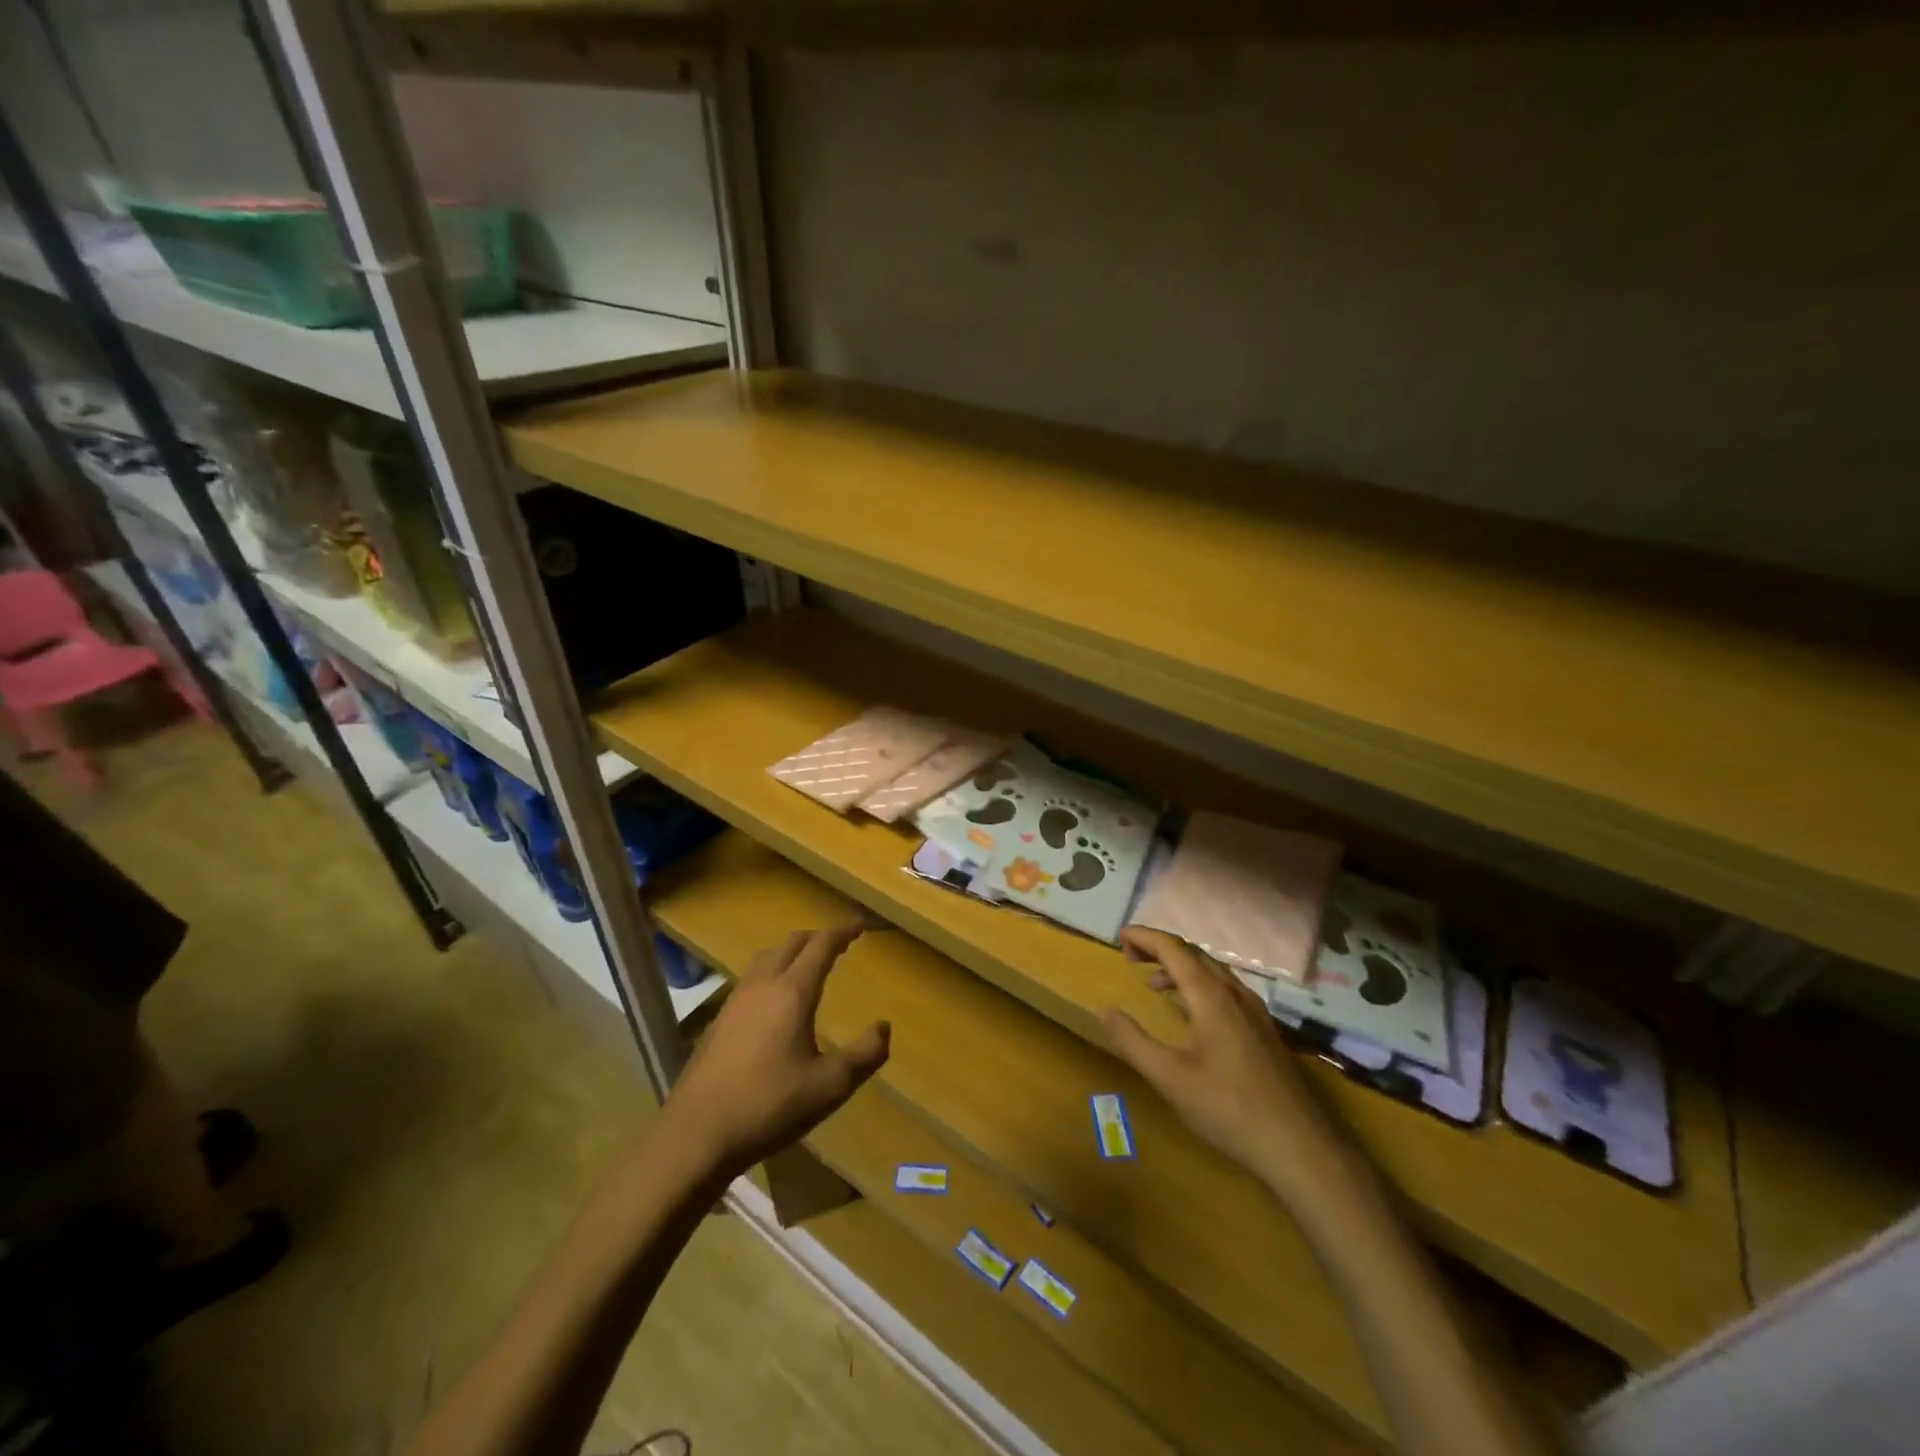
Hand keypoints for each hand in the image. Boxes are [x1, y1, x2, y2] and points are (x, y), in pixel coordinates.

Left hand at [661, 926, 889, 1178]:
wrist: (696, 1133)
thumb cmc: (769, 1106)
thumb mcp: (830, 1086)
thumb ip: (865, 1055)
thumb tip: (884, 1027)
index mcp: (792, 992)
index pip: (821, 945)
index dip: (843, 932)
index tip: (860, 926)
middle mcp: (763, 985)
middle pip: (792, 943)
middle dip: (818, 938)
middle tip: (839, 945)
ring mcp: (735, 1001)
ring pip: (768, 958)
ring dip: (792, 952)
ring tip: (808, 966)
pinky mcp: (718, 1020)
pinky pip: (752, 979)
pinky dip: (772, 973)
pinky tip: (774, 1002)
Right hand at [1105, 928, 1348, 1198]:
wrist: (1299, 1146)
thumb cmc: (1228, 1109)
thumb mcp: (1169, 1078)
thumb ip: (1133, 1042)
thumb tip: (1106, 1011)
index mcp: (1211, 996)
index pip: (1173, 948)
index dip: (1144, 937)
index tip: (1119, 936)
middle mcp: (1234, 993)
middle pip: (1193, 953)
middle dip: (1159, 947)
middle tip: (1129, 957)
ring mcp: (1254, 1011)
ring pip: (1212, 971)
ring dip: (1179, 967)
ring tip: (1153, 983)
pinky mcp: (1263, 1030)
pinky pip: (1225, 989)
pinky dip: (1198, 985)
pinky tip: (1190, 1012)